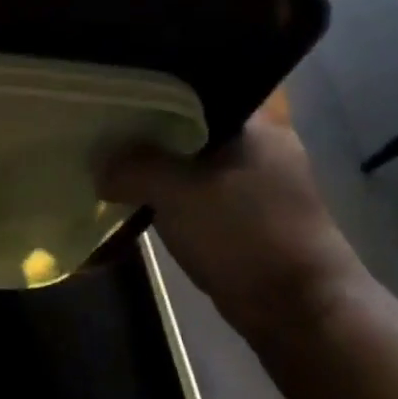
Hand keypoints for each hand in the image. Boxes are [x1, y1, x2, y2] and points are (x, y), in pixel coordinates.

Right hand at [99, 110, 365, 344]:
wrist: (298, 310)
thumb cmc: (243, 234)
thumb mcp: (177, 192)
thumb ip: (133, 168)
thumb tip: (99, 166)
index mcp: (255, 123)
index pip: (196, 88)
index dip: (153, 89)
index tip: (116, 95)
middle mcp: (260, 144)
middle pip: (191, 123)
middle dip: (150, 130)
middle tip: (106, 128)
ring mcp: (256, 182)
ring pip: (193, 159)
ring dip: (160, 165)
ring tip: (113, 160)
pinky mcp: (247, 216)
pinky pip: (199, 190)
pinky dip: (172, 193)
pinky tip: (139, 196)